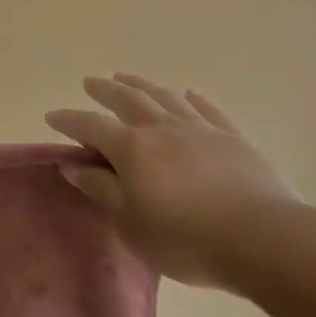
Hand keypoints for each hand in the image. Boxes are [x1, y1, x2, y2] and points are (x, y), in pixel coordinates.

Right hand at [46, 73, 309, 290]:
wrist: (263, 240)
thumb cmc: (185, 239)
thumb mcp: (130, 223)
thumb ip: (101, 190)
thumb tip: (72, 165)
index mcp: (132, 149)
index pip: (91, 126)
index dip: (69, 120)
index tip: (52, 116)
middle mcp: (162, 129)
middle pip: (128, 100)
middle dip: (105, 90)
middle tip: (91, 83)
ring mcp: (200, 129)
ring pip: (165, 97)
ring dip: (142, 85)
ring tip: (127, 77)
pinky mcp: (233, 138)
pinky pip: (208, 110)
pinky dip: (194, 99)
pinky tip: (189, 93)